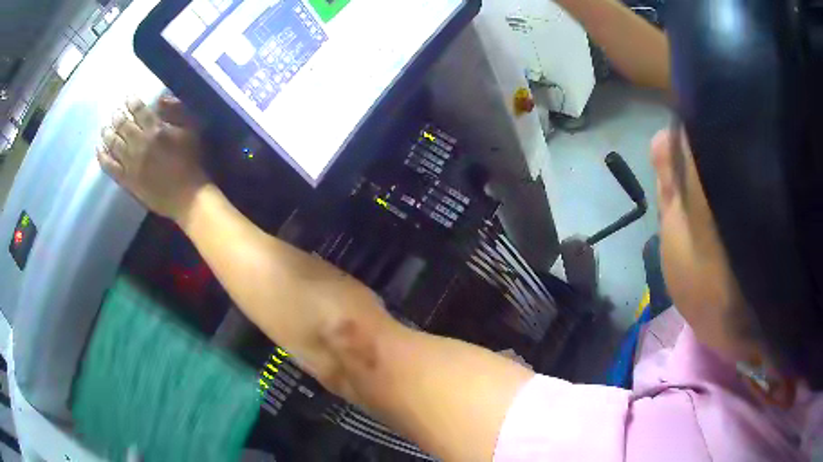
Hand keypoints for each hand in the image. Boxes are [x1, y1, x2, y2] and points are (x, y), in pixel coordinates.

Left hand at [97, 96, 207, 220]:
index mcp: (156, 130)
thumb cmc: (191, 162)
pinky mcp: (127, 181)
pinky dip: (103, 158)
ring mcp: (131, 163)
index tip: (127, 97)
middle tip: (114, 112)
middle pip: (123, 126)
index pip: (139, 110)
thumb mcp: (191, 130)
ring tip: (104, 128)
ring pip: (114, 144)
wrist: (187, 197)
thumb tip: (160, 100)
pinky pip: (110, 167)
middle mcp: (139, 144)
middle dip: (117, 117)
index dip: (132, 102)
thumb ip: (177, 112)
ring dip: (107, 134)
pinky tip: (98, 150)